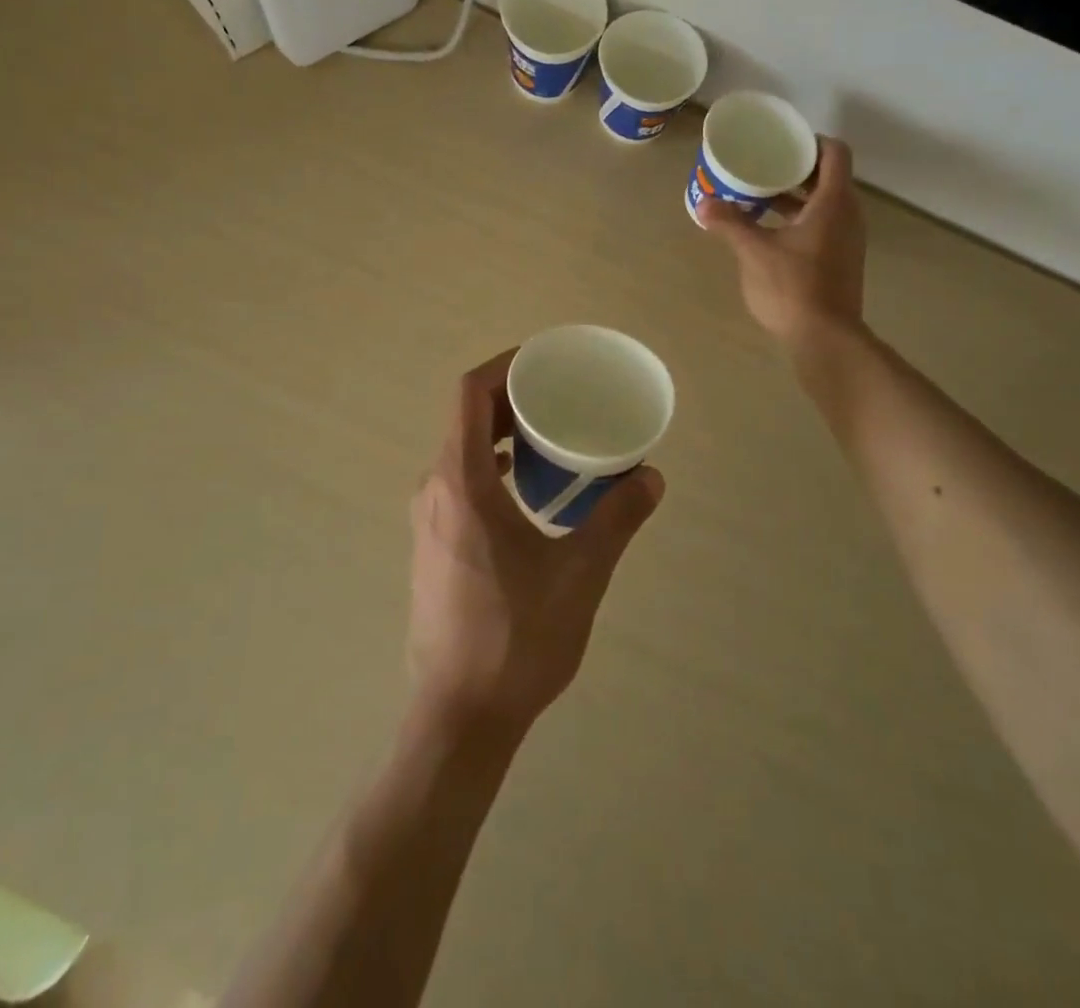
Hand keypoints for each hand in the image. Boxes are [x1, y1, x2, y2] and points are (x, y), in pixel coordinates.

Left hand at [407, 352, 664, 733]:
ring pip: (462, 450)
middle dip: (512, 398)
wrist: (460, 716)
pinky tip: (531, 490)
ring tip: (552, 438)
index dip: (505, 365)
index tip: (546, 362)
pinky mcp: (433, 544)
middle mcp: (434, 489)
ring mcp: (428, 519)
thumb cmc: (516, 638)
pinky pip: (460, 480)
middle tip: (562, 397)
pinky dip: (493, 465)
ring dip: (502, 434)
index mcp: (460, 482)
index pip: (469, 394)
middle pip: (466, 418)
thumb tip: (651, 476)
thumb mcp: (580, 574)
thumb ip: (617, 518)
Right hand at [700, 137, 866, 345]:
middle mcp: (848, 215)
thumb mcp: (754, 251)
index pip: (834, 153)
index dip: (811, 141)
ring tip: (759, 197)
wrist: (825, 338)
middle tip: (762, 166)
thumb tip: (704, 203)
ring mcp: (847, 240)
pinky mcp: (841, 260)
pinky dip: (799, 219)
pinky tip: (769, 231)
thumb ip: (730, 223)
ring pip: (824, 203)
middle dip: (795, 169)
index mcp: (833, 202)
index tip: (782, 142)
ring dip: (795, 196)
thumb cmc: (793, 287)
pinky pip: (822, 225)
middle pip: (828, 177)